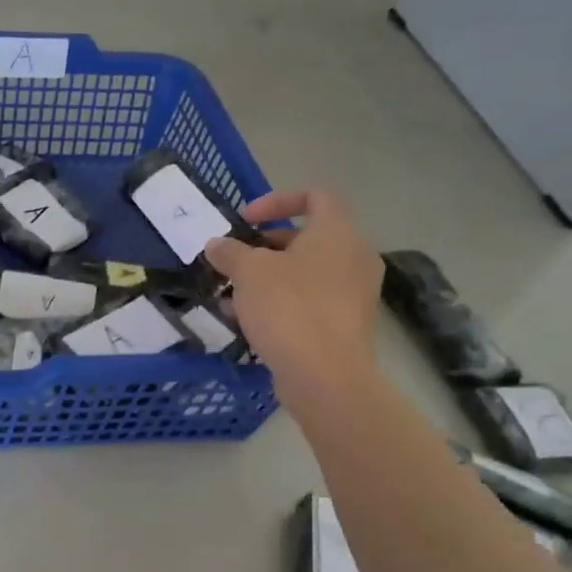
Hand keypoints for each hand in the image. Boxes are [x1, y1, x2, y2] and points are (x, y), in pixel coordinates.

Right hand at [202, 189, 382, 411]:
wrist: (325, 375)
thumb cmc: (288, 307)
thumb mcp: (248, 272)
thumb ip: (230, 252)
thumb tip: (216, 244)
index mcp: (337, 232)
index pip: (315, 196)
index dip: (277, 200)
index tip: (246, 220)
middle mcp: (354, 256)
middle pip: (307, 237)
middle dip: (264, 246)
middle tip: (234, 261)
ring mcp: (354, 292)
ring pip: (305, 272)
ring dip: (268, 278)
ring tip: (231, 296)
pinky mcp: (347, 323)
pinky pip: (311, 300)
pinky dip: (282, 302)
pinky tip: (247, 322)